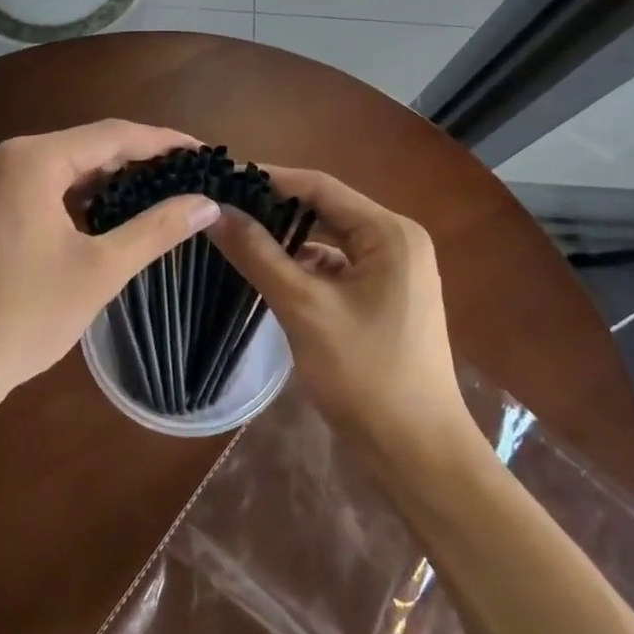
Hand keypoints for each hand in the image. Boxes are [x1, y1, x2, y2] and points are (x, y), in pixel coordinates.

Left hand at [0, 121, 221, 403]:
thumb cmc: (23, 315)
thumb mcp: (100, 270)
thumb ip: (157, 229)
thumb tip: (206, 203)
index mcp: (34, 159)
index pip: (114, 135)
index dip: (165, 142)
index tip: (206, 153)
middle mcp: (8, 157)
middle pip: (88, 146)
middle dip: (140, 160)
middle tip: (188, 176)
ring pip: (65, 167)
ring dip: (110, 179)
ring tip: (159, 193)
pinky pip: (43, 187)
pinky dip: (79, 196)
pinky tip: (108, 215)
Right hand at [207, 168, 472, 466]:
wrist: (419, 455)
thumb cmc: (366, 375)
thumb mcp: (304, 308)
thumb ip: (259, 254)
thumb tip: (215, 211)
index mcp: (390, 232)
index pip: (320, 187)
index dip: (269, 179)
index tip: (221, 178)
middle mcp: (397, 240)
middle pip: (326, 210)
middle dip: (275, 209)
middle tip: (222, 207)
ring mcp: (395, 271)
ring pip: (331, 240)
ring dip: (288, 239)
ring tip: (236, 234)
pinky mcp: (385, 297)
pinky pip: (338, 267)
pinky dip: (305, 266)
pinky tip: (270, 272)